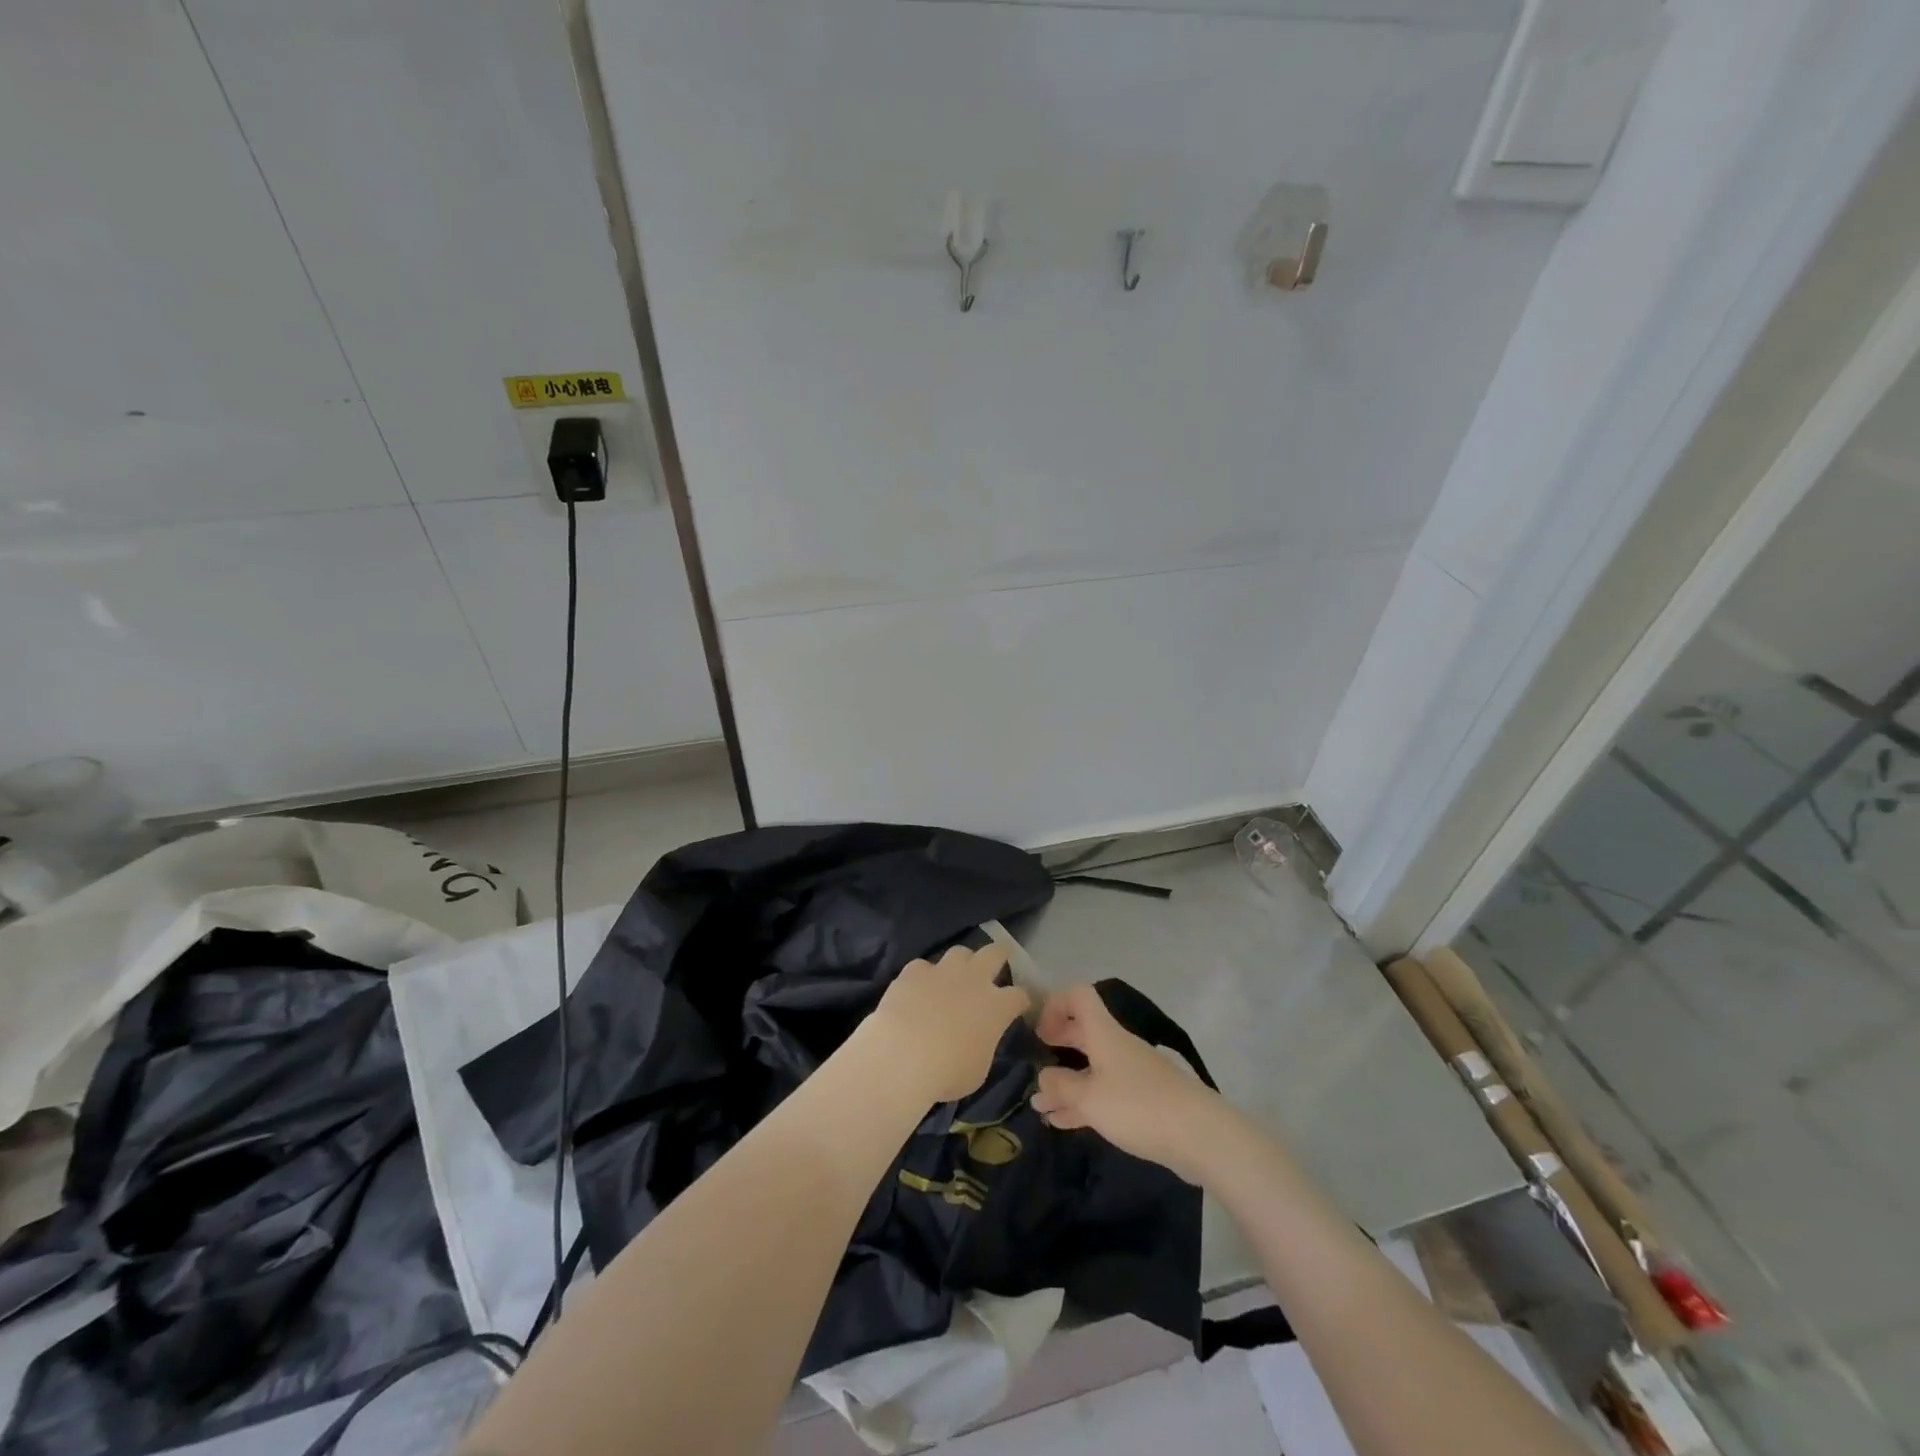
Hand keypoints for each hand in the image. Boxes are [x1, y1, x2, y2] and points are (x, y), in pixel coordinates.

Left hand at [864, 943, 1031, 1103]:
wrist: (902, 1056)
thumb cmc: (947, 1073)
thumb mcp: (978, 1069)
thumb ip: (983, 1044)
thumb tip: (977, 1038)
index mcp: (997, 1006)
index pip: (1020, 995)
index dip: (1021, 1000)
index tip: (1019, 1006)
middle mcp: (974, 979)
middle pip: (995, 953)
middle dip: (1000, 954)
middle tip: (998, 960)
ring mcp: (943, 971)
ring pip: (959, 952)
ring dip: (961, 962)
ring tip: (955, 975)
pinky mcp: (914, 971)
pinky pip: (923, 967)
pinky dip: (923, 977)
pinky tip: (917, 990)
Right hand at [1030, 984, 1224, 1181]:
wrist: (1199, 1136)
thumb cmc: (1138, 1106)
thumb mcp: (1090, 1098)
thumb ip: (1061, 1086)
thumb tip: (1042, 1077)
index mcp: (1104, 1033)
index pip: (1079, 996)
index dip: (1055, 1004)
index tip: (1037, 1031)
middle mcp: (1116, 1046)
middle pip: (1082, 1031)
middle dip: (1056, 1044)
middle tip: (1033, 1062)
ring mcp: (1130, 1073)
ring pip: (1090, 1067)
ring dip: (1065, 1081)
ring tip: (1039, 1103)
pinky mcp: (1141, 1102)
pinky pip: (1103, 1094)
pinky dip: (1081, 1103)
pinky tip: (1061, 1121)